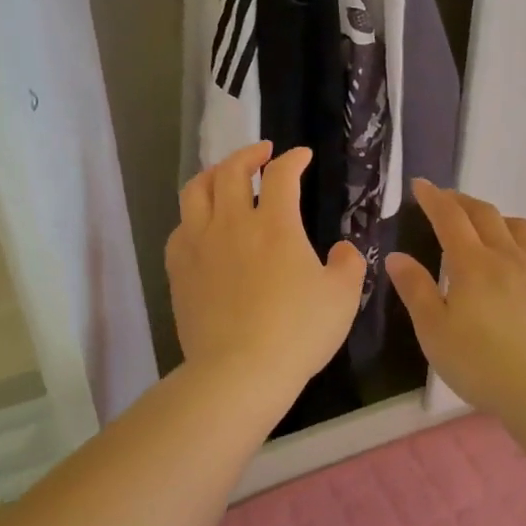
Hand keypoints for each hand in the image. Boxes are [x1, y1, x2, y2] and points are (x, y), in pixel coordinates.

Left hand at [166, 142, 365, 395]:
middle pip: (231, 170)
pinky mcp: (178, 270)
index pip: (281, 175)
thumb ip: (347, 265)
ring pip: (196, 191)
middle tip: (262, 153)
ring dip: (212, 174)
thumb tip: (342, 249)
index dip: (294, 159)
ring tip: (224, 176)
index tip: (302, 156)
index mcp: (274, 224)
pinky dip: (192, 216)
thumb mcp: (342, 298)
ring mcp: (199, 245)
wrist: (239, 371)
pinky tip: (201, 225)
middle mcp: (231, 223)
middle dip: (248, 154)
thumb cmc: (297, 332)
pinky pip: (179, 228)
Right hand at [386, 180, 525, 419]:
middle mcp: (507, 257)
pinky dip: (518, 244)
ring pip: (518, 227)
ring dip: (495, 218)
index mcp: (472, 264)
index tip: (420, 185)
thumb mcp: (433, 330)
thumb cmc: (479, 363)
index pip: (450, 218)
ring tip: (483, 227)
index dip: (433, 198)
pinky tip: (515, 265)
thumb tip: (397, 257)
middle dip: (461, 201)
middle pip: (485, 214)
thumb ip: (415, 289)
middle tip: (445, 200)